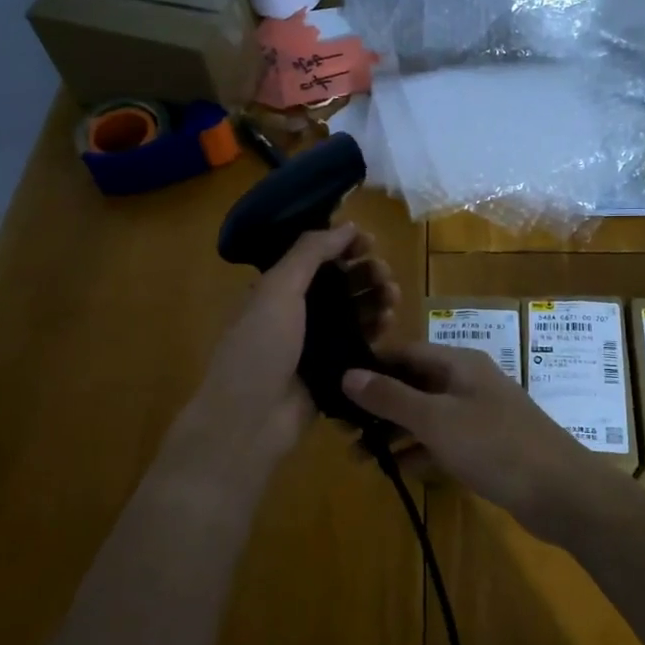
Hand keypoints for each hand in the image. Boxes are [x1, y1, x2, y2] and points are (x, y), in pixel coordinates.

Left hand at [161, 224, 397, 500]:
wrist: (251, 420)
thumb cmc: (260, 347)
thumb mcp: (278, 290)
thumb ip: (310, 253)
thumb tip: (346, 224)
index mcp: (276, 289)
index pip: (316, 257)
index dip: (343, 246)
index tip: (371, 243)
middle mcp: (295, 313)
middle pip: (339, 283)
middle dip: (364, 273)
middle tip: (385, 275)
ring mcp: (314, 343)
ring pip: (352, 312)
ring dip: (374, 299)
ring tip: (393, 298)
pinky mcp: (331, 370)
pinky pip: (359, 343)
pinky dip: (375, 330)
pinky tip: (390, 323)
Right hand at [341, 343, 595, 542]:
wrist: (562, 493)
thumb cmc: (496, 445)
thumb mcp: (436, 419)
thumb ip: (391, 397)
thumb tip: (347, 374)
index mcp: (458, 363)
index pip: (404, 353)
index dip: (370, 367)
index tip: (334, 387)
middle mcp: (467, 382)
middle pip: (413, 385)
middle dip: (377, 406)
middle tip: (340, 429)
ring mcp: (478, 416)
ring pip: (425, 416)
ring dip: (393, 433)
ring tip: (358, 456)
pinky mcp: (485, 447)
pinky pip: (442, 442)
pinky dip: (419, 452)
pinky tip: (395, 470)